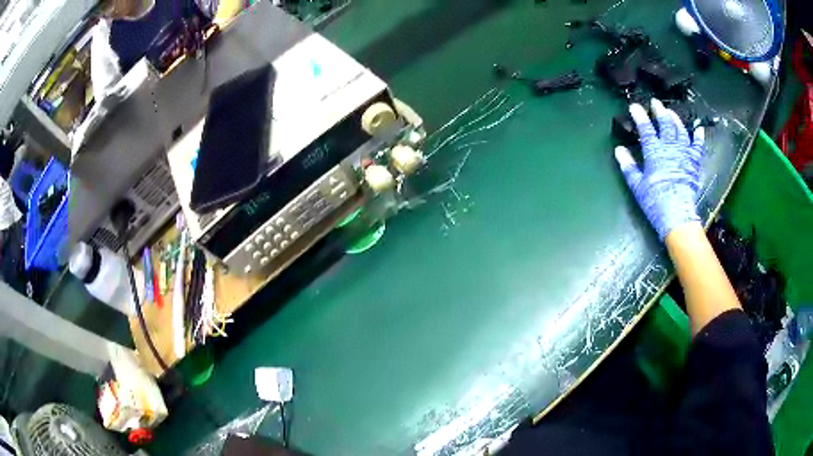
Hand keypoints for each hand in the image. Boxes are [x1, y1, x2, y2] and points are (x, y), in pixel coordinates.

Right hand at [615, 99, 705, 239]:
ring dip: (676, 120)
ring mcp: (684, 155)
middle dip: (660, 111)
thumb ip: (628, 166)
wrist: (677, 216)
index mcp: (654, 152)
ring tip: (672, 112)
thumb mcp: (637, 186)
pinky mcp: (694, 164)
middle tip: (656, 103)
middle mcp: (670, 148)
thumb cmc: (655, 202)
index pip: (646, 129)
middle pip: (665, 124)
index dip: (640, 116)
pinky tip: (699, 129)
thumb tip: (619, 150)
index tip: (634, 106)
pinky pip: (697, 147)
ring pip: (681, 131)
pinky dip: (698, 138)